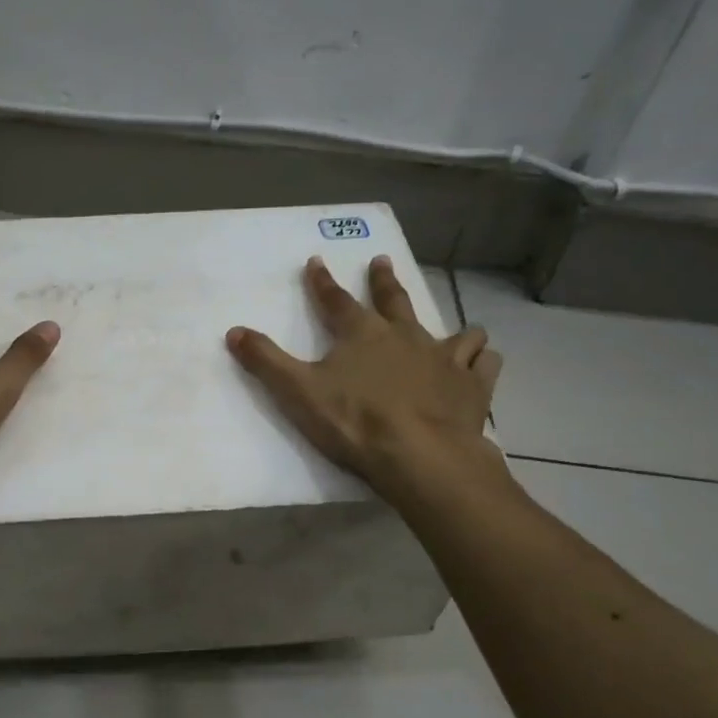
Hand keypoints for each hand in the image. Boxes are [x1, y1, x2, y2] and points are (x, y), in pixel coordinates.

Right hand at [226, 255, 503, 502]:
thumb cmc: (354, 422)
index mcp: (362, 334)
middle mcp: (406, 335)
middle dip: (383, 280)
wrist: (419, 456)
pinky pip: (484, 363)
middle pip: (394, 300)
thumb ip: (265, 361)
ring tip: (456, 330)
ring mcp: (445, 358)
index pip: (336, 300)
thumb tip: (233, 331)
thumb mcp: (297, 392)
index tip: (316, 261)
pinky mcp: (472, 386)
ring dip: (453, 328)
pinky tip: (479, 365)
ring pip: (455, 331)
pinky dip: (481, 361)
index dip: (322, 282)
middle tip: (381, 261)